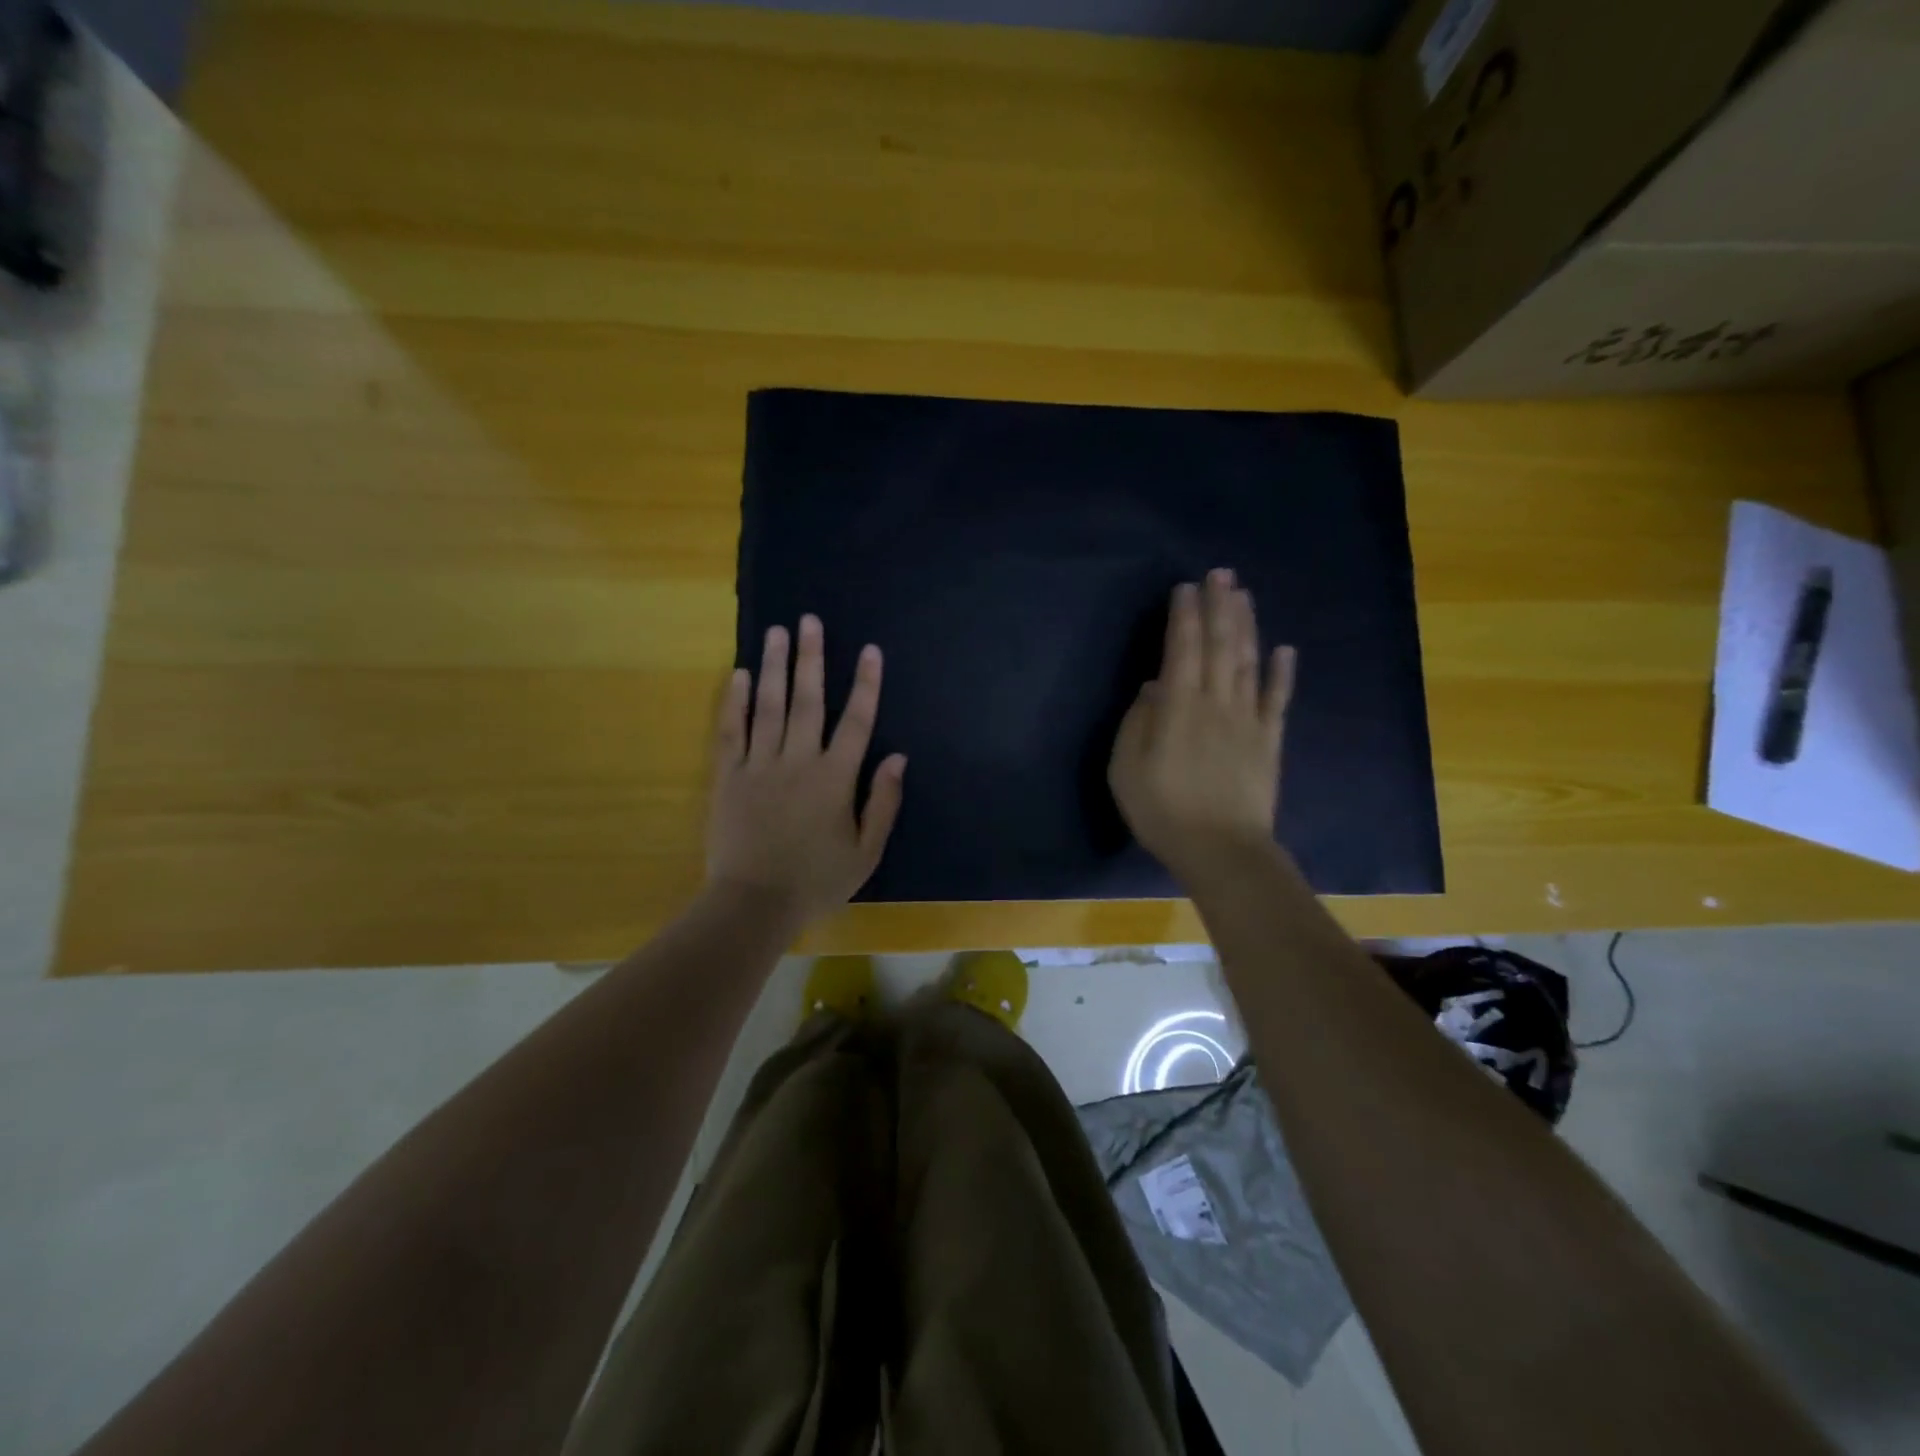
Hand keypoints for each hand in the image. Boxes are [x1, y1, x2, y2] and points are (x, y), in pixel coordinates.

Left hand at [706, 614, 907, 925]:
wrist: (753, 904)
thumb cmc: (816, 881)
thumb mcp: (865, 852)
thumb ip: (883, 802)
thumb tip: (898, 758)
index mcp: (835, 779)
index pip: (856, 721)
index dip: (866, 684)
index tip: (870, 650)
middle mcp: (798, 761)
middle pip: (807, 700)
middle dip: (811, 658)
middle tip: (810, 620)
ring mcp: (759, 766)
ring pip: (769, 706)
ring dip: (775, 666)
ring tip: (777, 631)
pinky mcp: (728, 777)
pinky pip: (732, 731)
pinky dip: (736, 701)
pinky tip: (741, 674)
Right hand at [1108, 569, 1294, 882]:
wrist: (1221, 850)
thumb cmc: (1162, 811)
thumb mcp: (1125, 769)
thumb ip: (1137, 722)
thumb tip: (1154, 687)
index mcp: (1178, 708)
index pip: (1182, 649)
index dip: (1184, 616)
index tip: (1186, 587)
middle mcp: (1216, 702)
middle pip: (1221, 645)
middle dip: (1220, 606)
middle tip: (1221, 573)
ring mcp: (1247, 720)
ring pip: (1249, 662)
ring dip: (1247, 626)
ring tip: (1244, 595)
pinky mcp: (1269, 740)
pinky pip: (1278, 699)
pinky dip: (1282, 672)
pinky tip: (1285, 648)